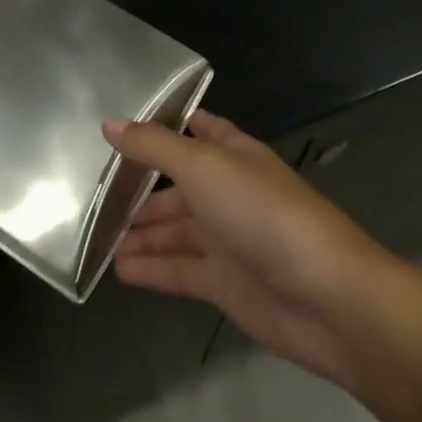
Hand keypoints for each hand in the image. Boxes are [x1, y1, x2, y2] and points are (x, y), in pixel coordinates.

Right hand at [104, 110, 389, 392]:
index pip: (196, 128)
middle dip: (141, 187)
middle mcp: (228, 191)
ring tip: (97, 236)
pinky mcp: (225, 284)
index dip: (164, 126)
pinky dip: (151, 269)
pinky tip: (119, 270)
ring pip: (175, 229)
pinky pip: (180, 270)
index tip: (123, 126)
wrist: (327, 297)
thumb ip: (154, 147)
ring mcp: (228, 239)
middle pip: (178, 184)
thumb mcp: (202, 166)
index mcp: (232, 153)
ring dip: (141, 232)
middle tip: (94, 192)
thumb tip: (109, 123)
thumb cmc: (263, 213)